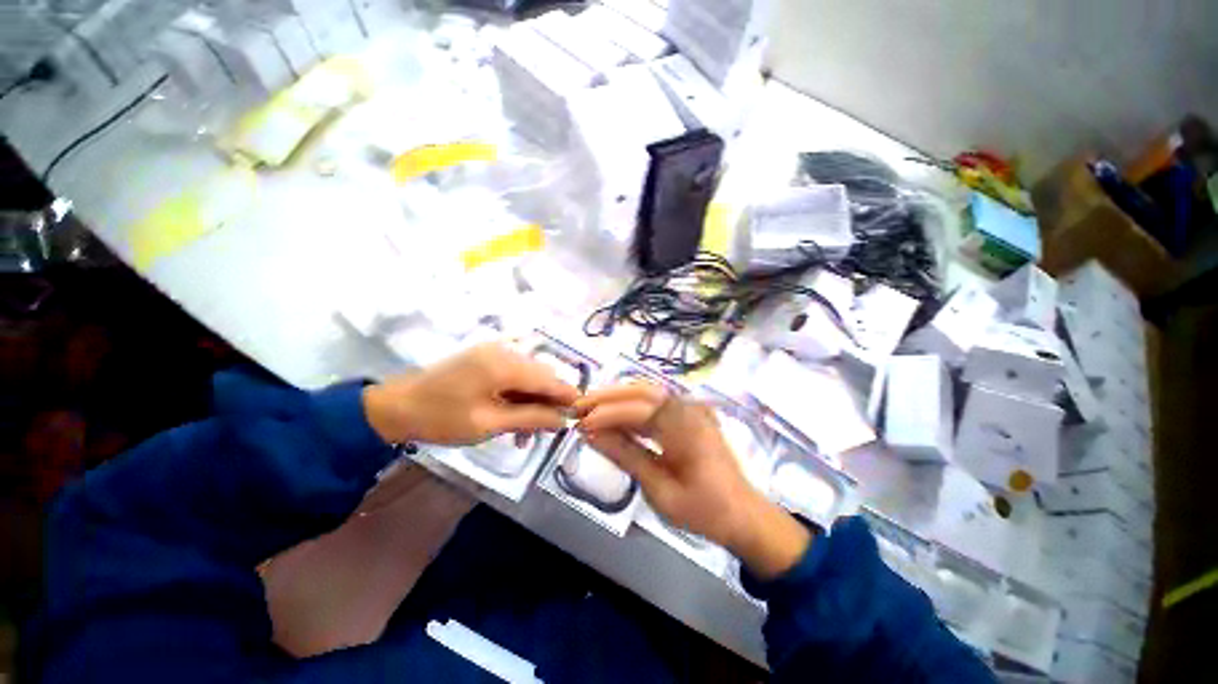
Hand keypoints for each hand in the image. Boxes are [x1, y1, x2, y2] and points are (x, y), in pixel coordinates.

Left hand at [363, 343, 580, 445]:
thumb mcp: (488, 423)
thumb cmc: (441, 418)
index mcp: (506, 364)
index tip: (579, 415)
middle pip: (542, 376)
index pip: (549, 379)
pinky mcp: (486, 358)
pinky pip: (514, 375)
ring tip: (525, 432)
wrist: (394, 406)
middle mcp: (505, 351)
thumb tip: (563, 420)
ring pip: (529, 376)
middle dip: (548, 402)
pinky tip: (512, 416)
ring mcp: (494, 352)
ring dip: (532, 401)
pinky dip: (518, 395)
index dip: (567, 397)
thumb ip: (530, 418)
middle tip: (545, 431)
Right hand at [576, 383, 811, 578]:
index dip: (607, 413)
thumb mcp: (660, 490)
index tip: (580, 423)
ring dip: (618, 399)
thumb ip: (626, 456)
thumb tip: (592, 435)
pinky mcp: (690, 414)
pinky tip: (616, 415)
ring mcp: (692, 408)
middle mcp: (690, 408)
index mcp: (687, 427)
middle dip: (608, 397)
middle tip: (579, 407)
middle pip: (643, 391)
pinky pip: (657, 404)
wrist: (743, 515)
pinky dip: (633, 408)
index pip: (639, 409)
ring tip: (591, 409)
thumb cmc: (704, 510)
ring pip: (648, 393)